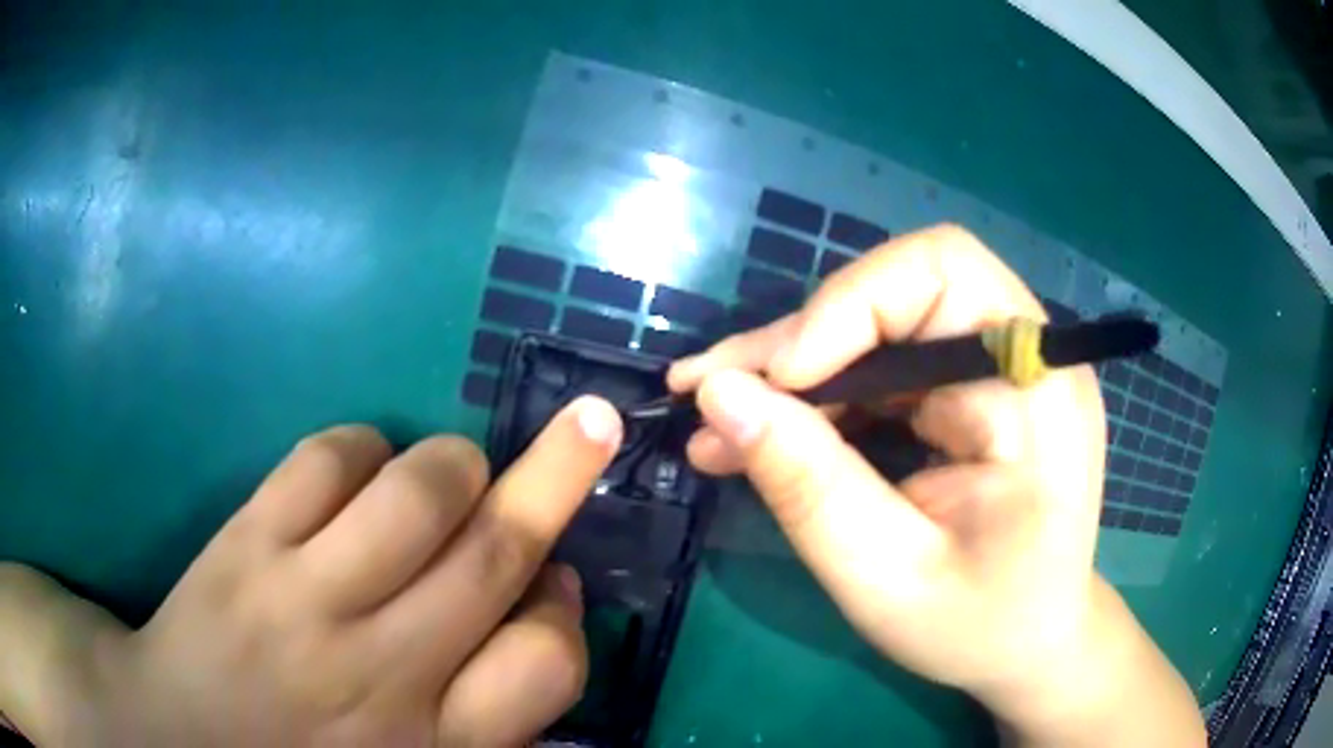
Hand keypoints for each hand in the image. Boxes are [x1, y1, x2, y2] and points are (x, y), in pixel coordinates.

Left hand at [0, 396, 622, 746]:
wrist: (182, 734)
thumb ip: (492, 705)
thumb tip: (540, 599)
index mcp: (435, 743)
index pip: (549, 663)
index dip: (566, 610)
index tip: (555, 583)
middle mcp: (382, 672)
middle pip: (497, 555)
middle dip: (558, 475)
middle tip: (592, 422)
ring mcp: (306, 600)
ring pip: (422, 489)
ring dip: (455, 464)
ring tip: (448, 476)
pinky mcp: (246, 543)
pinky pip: (329, 457)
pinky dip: (362, 449)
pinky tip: (354, 478)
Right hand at [668, 225, 1202, 745]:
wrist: (1027, 644)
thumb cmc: (978, 627)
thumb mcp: (887, 576)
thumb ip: (809, 486)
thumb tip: (718, 394)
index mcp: (1036, 388)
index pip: (942, 271)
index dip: (848, 306)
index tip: (776, 383)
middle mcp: (1021, 358)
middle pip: (897, 292)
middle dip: (799, 342)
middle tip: (709, 391)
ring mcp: (992, 372)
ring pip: (874, 328)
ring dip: (792, 372)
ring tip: (716, 420)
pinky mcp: (964, 394)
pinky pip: (879, 367)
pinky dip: (817, 397)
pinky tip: (762, 435)